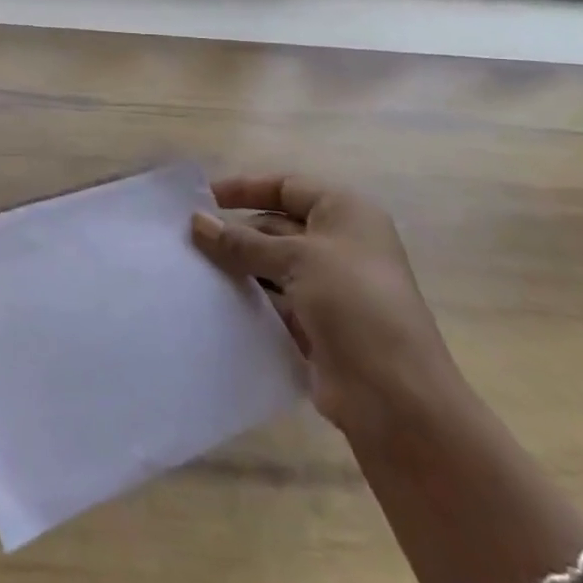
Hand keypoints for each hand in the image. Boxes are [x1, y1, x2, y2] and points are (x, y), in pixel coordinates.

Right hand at [191, 176, 460, 440]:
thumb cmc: (354, 303)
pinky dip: (248, 297)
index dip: (245, 189)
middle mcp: (339, 243)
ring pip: (271, 264)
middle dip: (234, 231)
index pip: (287, 186)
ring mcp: (329, 286)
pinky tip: (213, 299)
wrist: (396, 396)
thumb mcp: (297, 259)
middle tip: (186, 238)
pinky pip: (273, 300)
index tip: (202, 198)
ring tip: (191, 266)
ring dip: (237, 265)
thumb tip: (196, 220)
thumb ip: (243, 241)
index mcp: (346, 212)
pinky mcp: (317, 324)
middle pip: (275, 225)